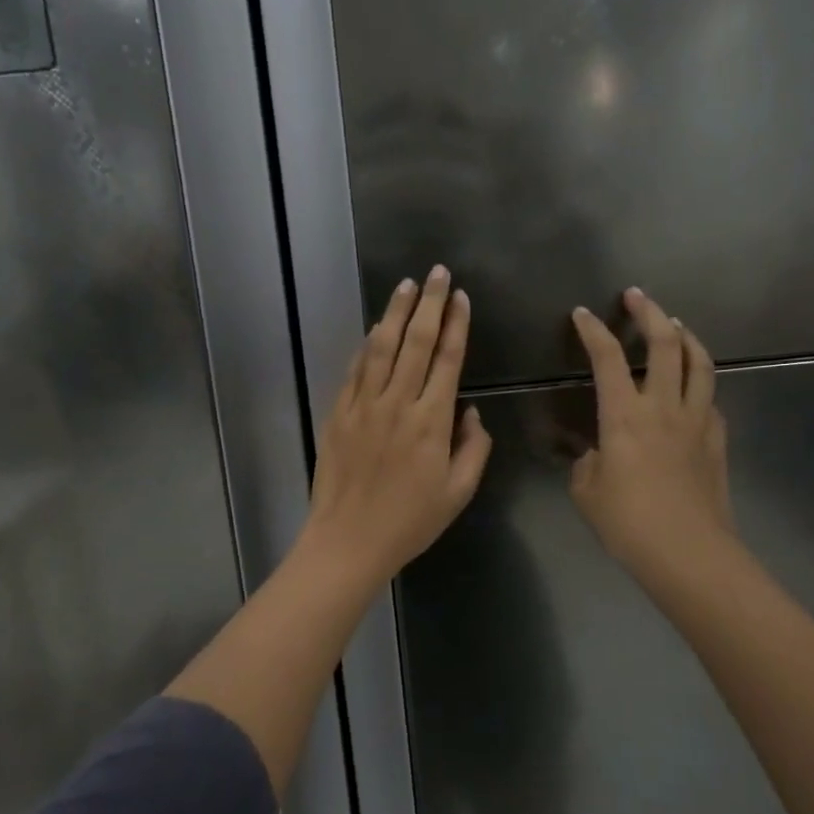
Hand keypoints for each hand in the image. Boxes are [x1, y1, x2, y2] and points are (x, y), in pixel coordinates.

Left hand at [301, 265, 492, 586]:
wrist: (348, 540)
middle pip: (416, 343)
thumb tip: (471, 412)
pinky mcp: (339, 414)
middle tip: (437, 273)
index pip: (447, 360)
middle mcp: (397, 404)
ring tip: (407, 285)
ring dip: (396, 313)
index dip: (456, 325)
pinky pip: (355, 370)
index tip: (461, 297)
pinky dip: (367, 345)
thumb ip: (474, 449)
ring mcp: (363, 406)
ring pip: (382, 348)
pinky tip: (376, 328)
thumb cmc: (410, 522)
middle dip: (429, 304)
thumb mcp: (458, 493)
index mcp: (431, 422)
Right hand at [568, 288, 732, 587]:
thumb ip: (587, 461)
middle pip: (664, 343)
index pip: (607, 358)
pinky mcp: (717, 439)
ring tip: (675, 325)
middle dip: (648, 312)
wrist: (689, 554)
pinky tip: (693, 386)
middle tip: (636, 296)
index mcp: (624, 415)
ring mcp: (697, 420)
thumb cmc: (628, 523)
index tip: (583, 313)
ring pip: (699, 362)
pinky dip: (699, 380)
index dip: (593, 330)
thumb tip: (596, 452)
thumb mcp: (587, 491)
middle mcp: (663, 406)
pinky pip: (710, 397)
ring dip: (685, 336)